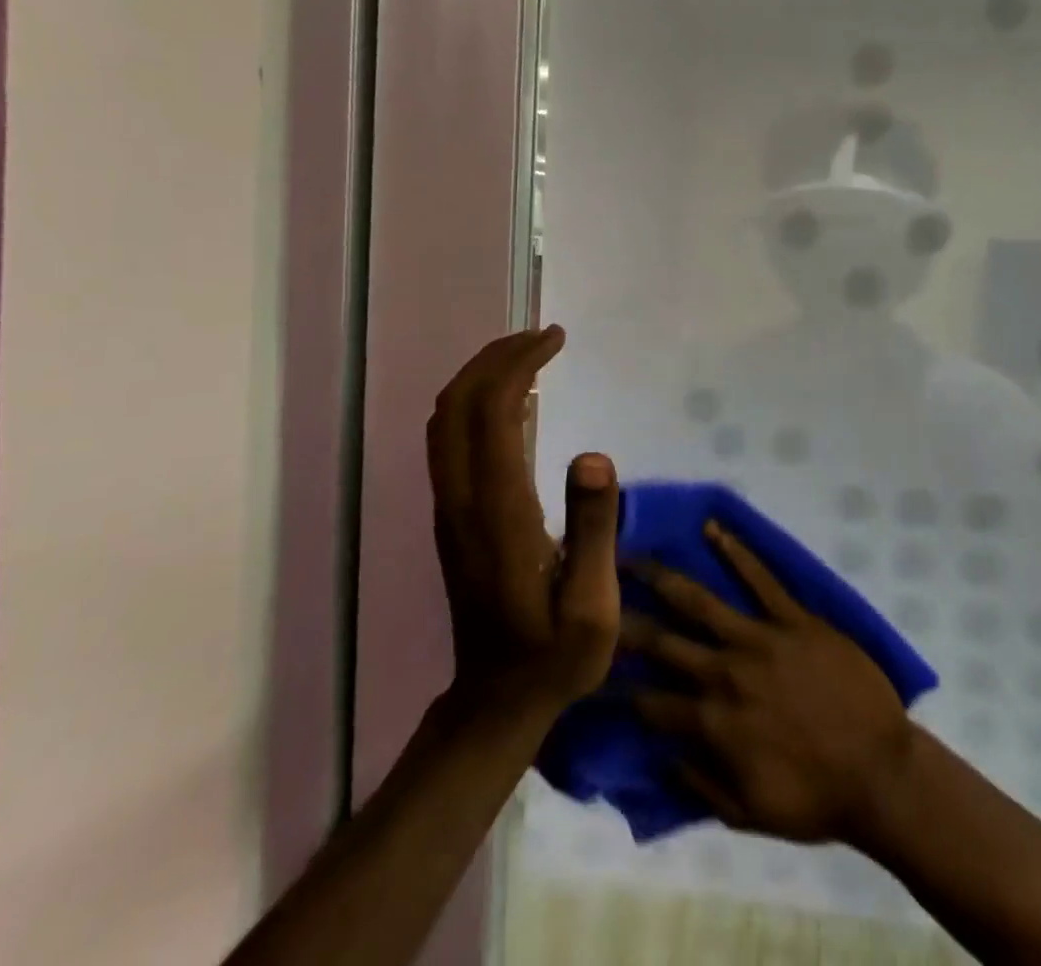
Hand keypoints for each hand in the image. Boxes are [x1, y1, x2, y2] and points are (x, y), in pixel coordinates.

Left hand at [428, 326, 619, 714]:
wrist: (495, 702)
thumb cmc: (554, 657)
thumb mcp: (593, 609)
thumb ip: (594, 531)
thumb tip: (594, 454)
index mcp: (499, 512)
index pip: (494, 412)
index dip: (520, 364)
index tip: (555, 339)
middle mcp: (463, 499)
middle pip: (459, 403)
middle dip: (497, 357)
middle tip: (544, 337)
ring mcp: (450, 507)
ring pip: (446, 419)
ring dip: (481, 375)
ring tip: (529, 357)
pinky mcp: (451, 516)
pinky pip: (449, 439)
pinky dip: (475, 401)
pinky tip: (512, 401)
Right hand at [622, 522, 916, 844]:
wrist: (880, 772)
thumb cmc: (815, 797)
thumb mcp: (749, 813)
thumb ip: (700, 784)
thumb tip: (662, 752)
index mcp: (713, 722)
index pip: (651, 700)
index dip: (620, 686)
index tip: (593, 668)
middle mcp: (726, 673)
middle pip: (664, 642)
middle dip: (625, 620)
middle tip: (594, 594)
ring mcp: (760, 639)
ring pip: (700, 601)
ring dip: (663, 577)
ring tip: (632, 555)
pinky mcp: (794, 618)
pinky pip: (761, 578)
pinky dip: (736, 551)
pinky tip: (713, 528)